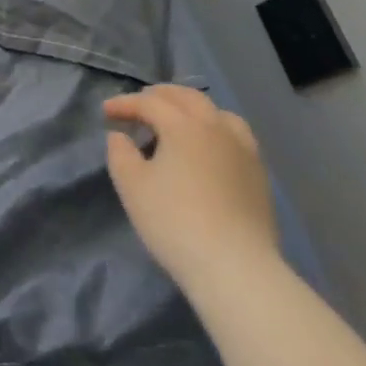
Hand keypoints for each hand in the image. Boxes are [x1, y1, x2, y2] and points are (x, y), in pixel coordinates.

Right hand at [104, 84, 279, 295]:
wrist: (236, 269)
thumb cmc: (175, 221)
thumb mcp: (132, 185)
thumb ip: (120, 153)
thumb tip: (120, 136)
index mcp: (183, 125)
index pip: (149, 102)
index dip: (125, 103)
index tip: (106, 112)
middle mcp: (216, 128)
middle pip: (187, 97)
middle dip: (160, 96)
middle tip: (140, 106)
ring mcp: (243, 151)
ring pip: (218, 113)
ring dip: (193, 109)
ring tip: (179, 121)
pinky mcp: (259, 175)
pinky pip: (236, 136)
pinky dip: (216, 130)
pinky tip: (208, 149)